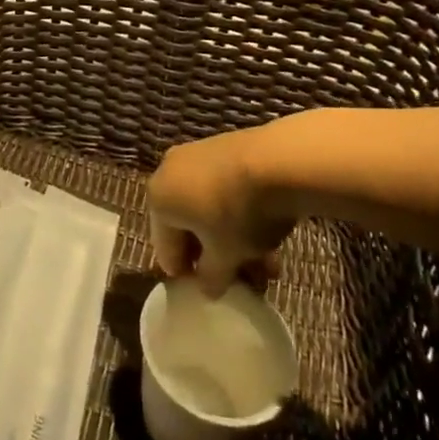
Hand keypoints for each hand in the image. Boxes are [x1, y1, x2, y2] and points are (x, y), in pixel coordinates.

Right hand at [147, 128, 295, 294]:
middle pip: (188, 226)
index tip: (213, 293)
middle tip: (244, 280)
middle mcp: (169, 173)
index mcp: (159, 200)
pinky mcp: (223, 147)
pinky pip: (224, 188)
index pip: (166, 251)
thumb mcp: (226, 256)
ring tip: (266, 264)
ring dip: (232, 239)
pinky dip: (239, 212)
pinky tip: (268, 232)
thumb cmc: (239, 213)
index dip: (189, 277)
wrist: (278, 160)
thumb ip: (212, 277)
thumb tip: (207, 288)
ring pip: (209, 208)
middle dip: (216, 256)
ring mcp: (197, 155)